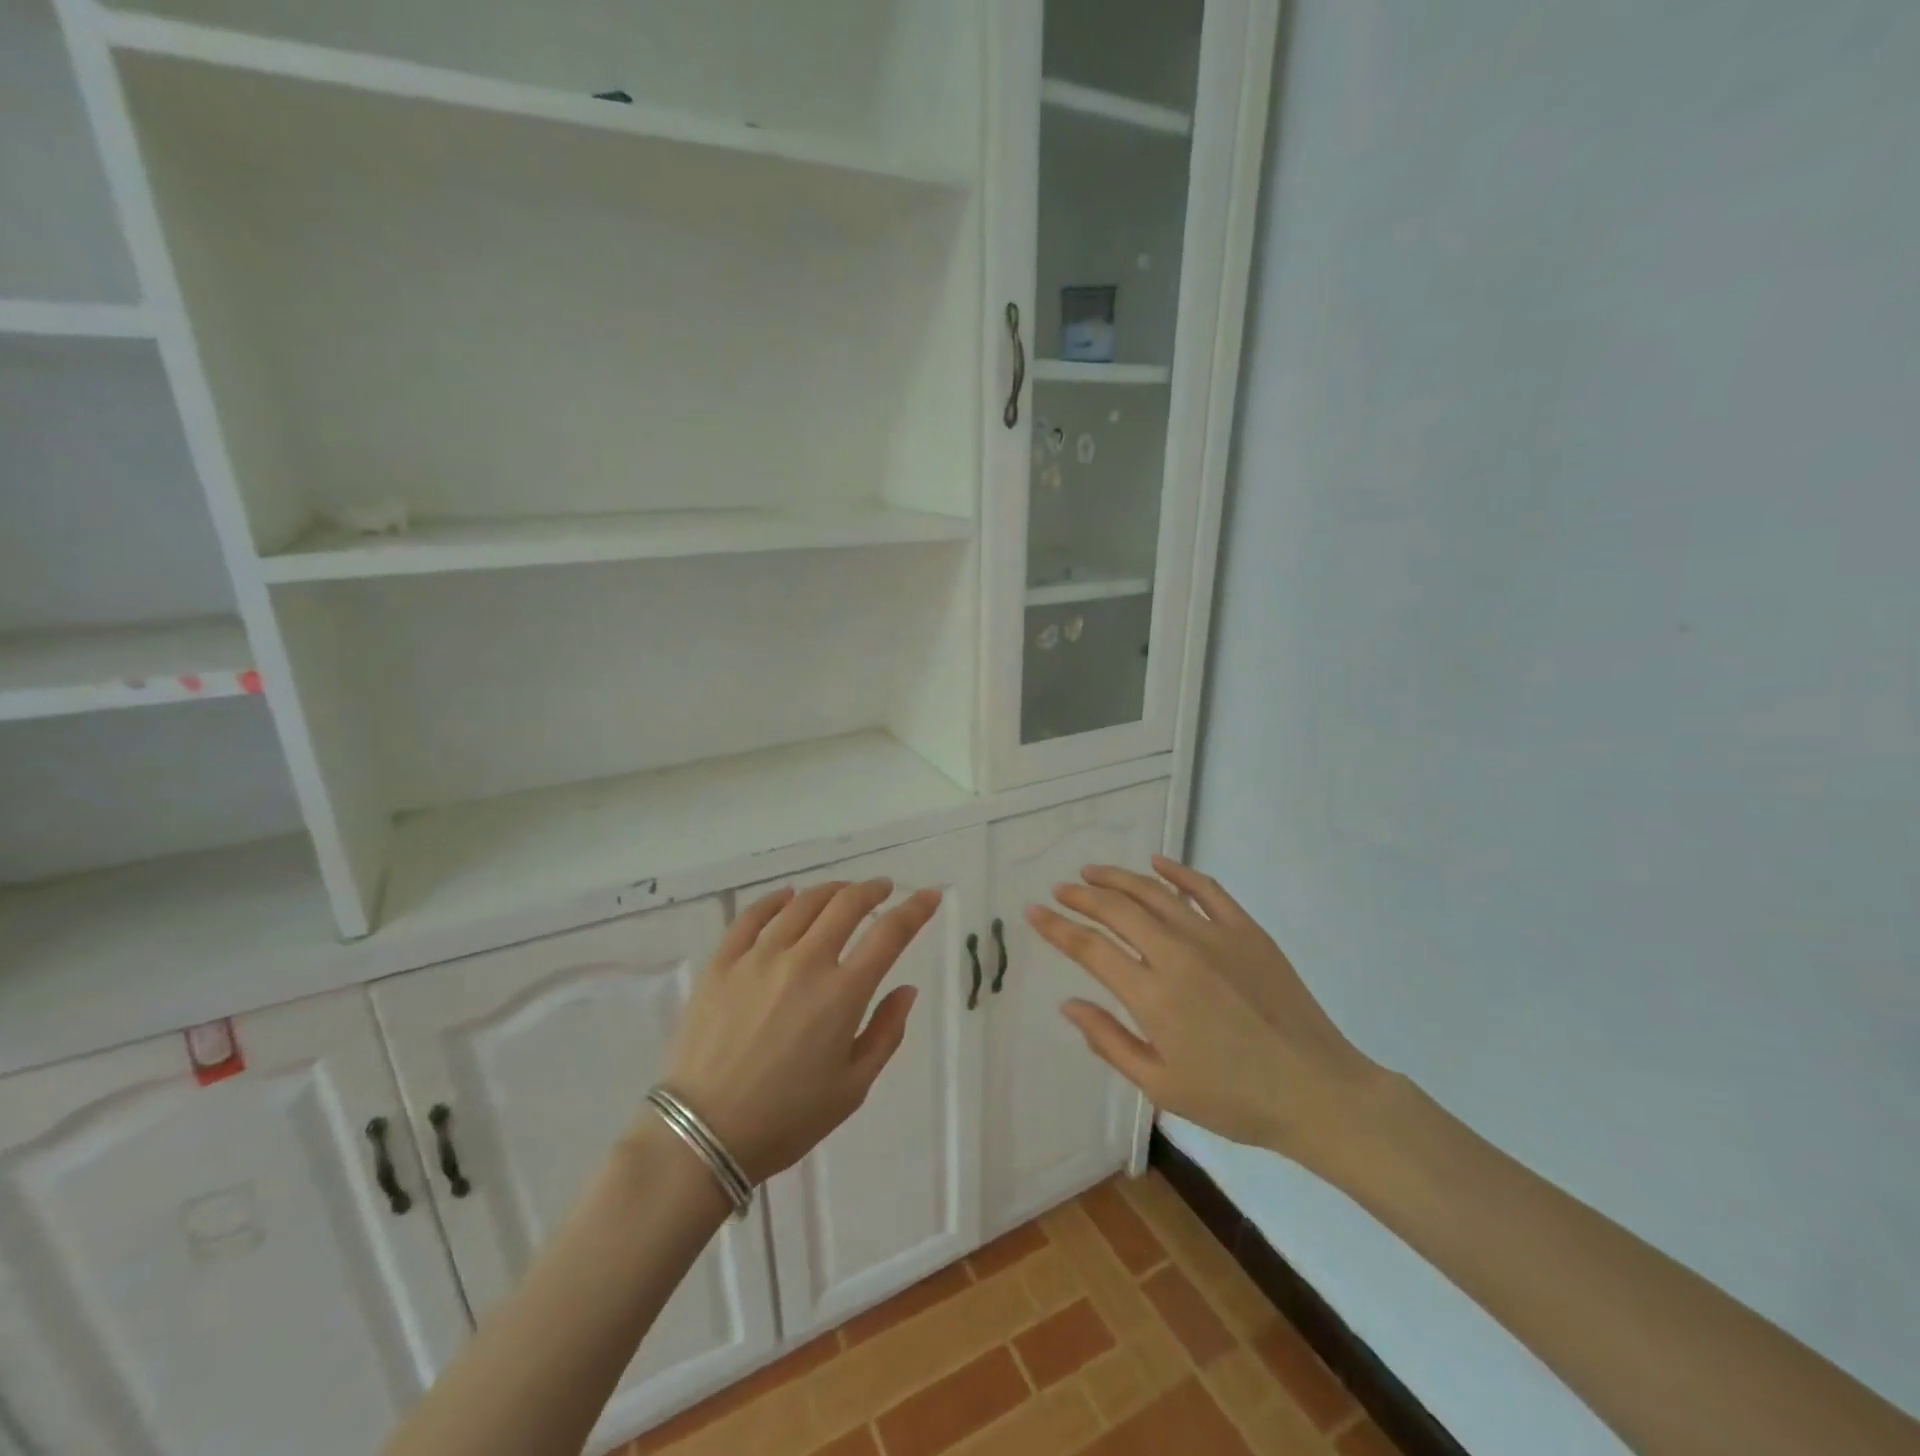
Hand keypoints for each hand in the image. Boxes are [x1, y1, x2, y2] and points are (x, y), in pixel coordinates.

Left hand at [660, 879, 940, 1182]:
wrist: (702, 1135)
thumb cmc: (787, 1119)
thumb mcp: (853, 1088)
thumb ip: (886, 1033)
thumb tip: (906, 989)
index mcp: (842, 993)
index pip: (890, 934)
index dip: (916, 909)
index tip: (931, 894)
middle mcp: (804, 962)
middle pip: (846, 905)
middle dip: (872, 890)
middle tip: (883, 889)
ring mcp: (759, 957)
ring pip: (803, 904)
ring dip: (831, 890)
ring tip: (842, 892)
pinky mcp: (722, 963)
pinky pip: (752, 916)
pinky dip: (775, 900)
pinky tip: (787, 897)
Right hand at [1028, 856, 1386, 1174]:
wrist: (1317, 1090)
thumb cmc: (1234, 1099)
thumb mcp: (1161, 1086)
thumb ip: (1109, 1041)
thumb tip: (1068, 1004)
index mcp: (1153, 995)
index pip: (1090, 948)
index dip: (1057, 927)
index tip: (1034, 911)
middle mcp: (1177, 954)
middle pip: (1116, 910)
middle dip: (1081, 895)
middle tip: (1060, 889)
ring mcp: (1214, 936)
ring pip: (1154, 892)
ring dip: (1118, 877)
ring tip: (1092, 871)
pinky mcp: (1246, 930)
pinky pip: (1206, 890)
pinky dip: (1177, 872)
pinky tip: (1157, 862)